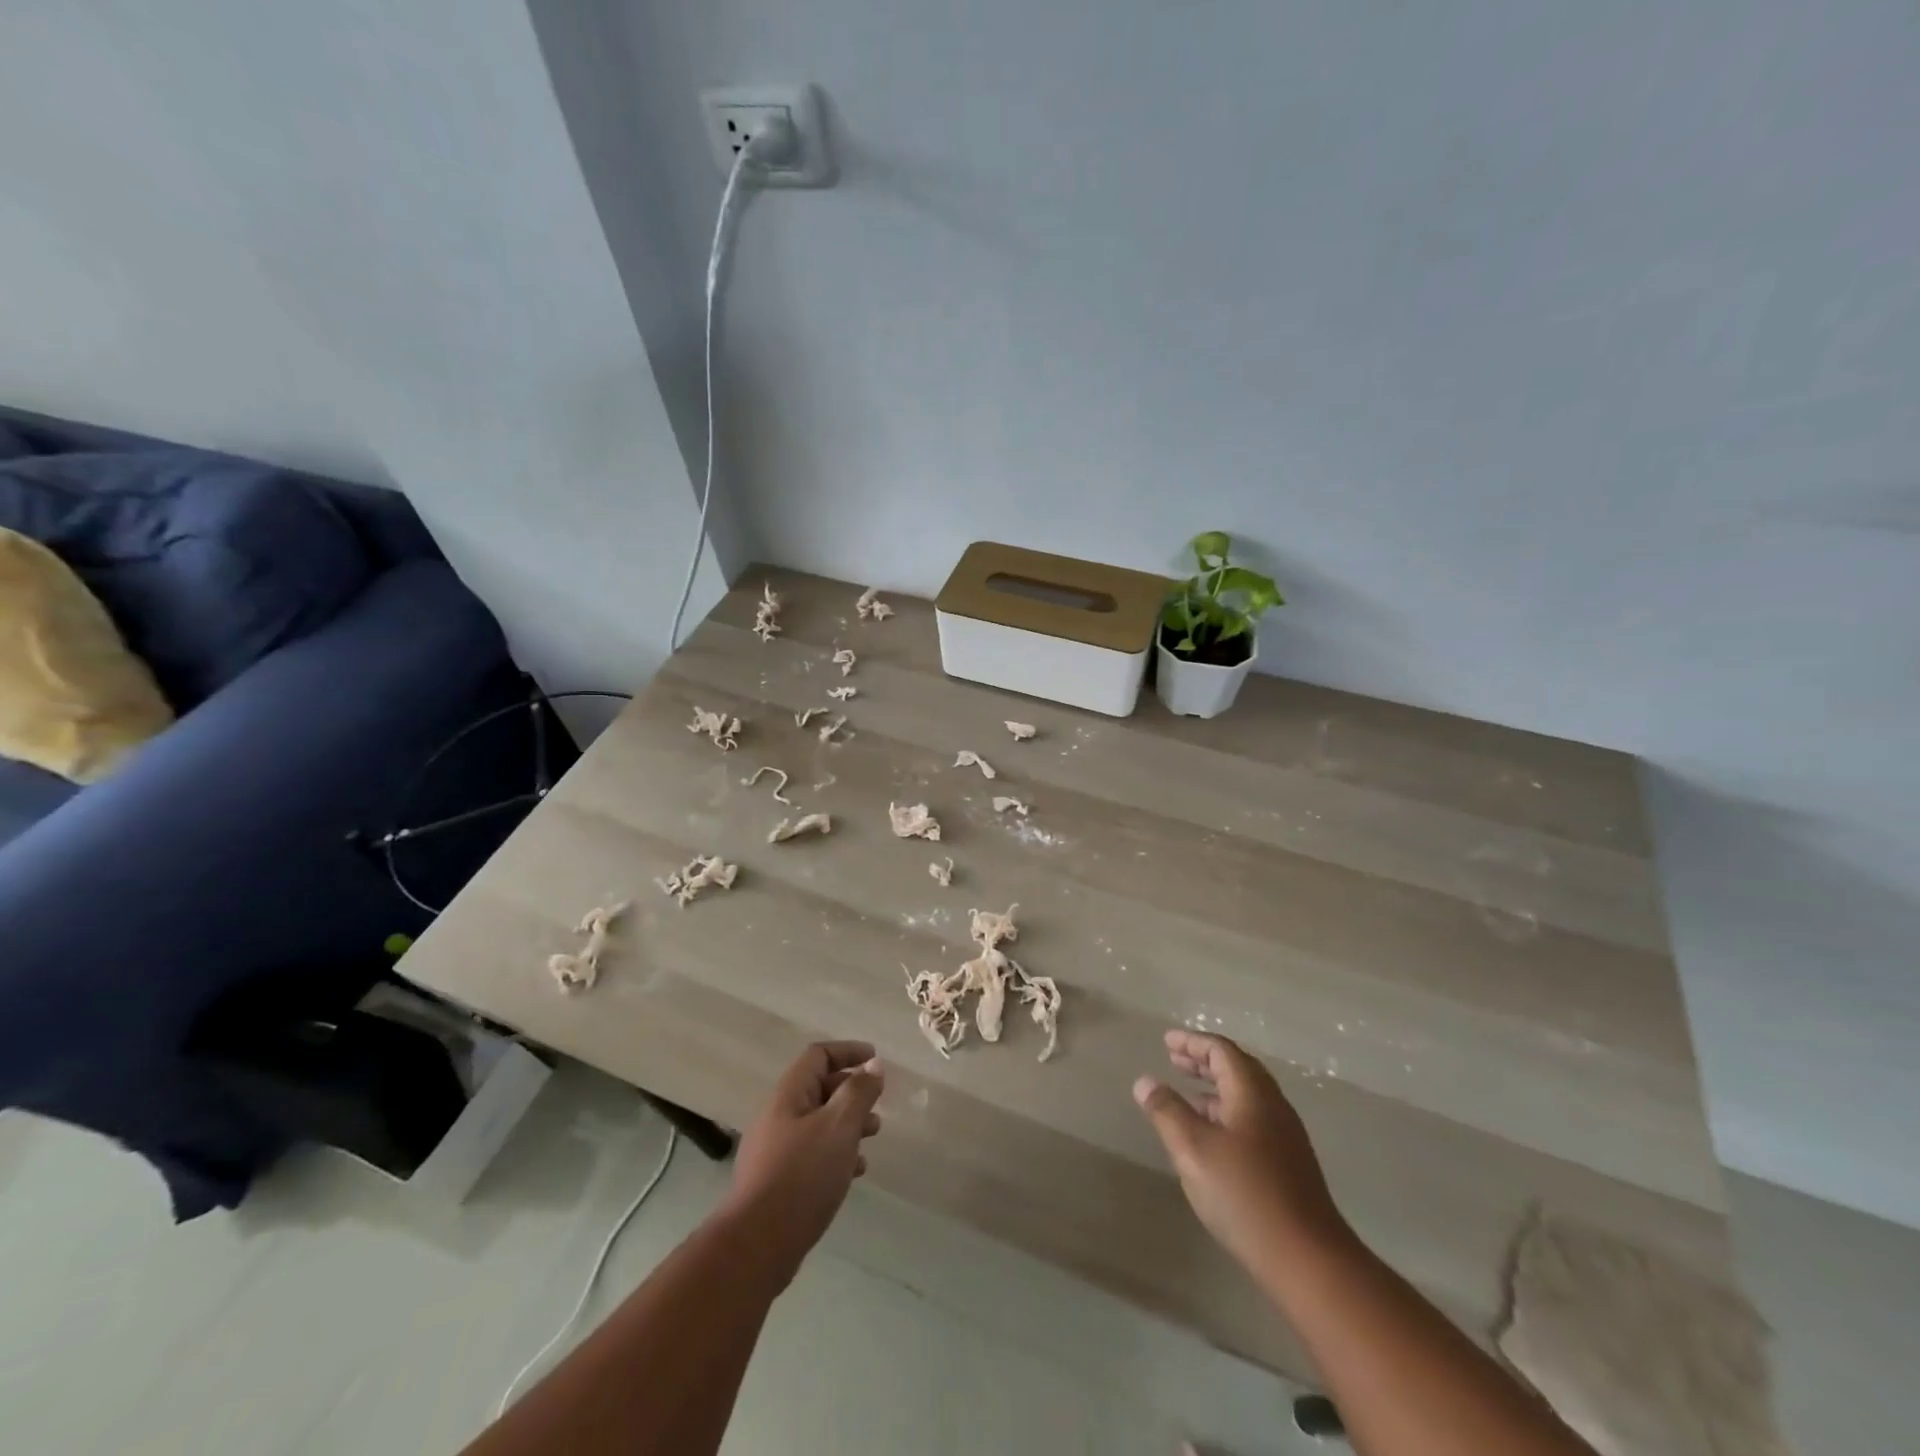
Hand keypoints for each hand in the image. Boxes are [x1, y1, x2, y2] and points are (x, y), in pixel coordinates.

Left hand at [723, 1040, 884, 1284]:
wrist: (756, 1246)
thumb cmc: (801, 1176)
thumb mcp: (838, 1127)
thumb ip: (859, 1092)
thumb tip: (873, 1064)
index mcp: (789, 1095)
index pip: (818, 1055)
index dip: (848, 1051)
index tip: (876, 1060)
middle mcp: (779, 1116)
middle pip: (819, 1088)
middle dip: (852, 1091)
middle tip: (878, 1104)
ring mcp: (776, 1150)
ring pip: (819, 1123)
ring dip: (848, 1123)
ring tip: (873, 1136)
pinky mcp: (778, 1181)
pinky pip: (813, 1153)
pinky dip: (837, 1153)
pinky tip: (855, 1171)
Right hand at [1134, 1029, 1349, 1275]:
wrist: (1308, 1260)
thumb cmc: (1245, 1195)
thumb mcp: (1193, 1149)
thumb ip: (1167, 1111)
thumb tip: (1145, 1081)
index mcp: (1253, 1094)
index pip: (1222, 1051)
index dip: (1192, 1042)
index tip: (1167, 1041)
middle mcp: (1273, 1107)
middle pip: (1238, 1069)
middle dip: (1204, 1061)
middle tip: (1174, 1060)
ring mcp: (1285, 1137)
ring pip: (1246, 1097)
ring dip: (1215, 1089)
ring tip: (1187, 1095)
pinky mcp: (1288, 1165)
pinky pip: (1252, 1120)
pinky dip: (1226, 1113)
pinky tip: (1211, 1137)